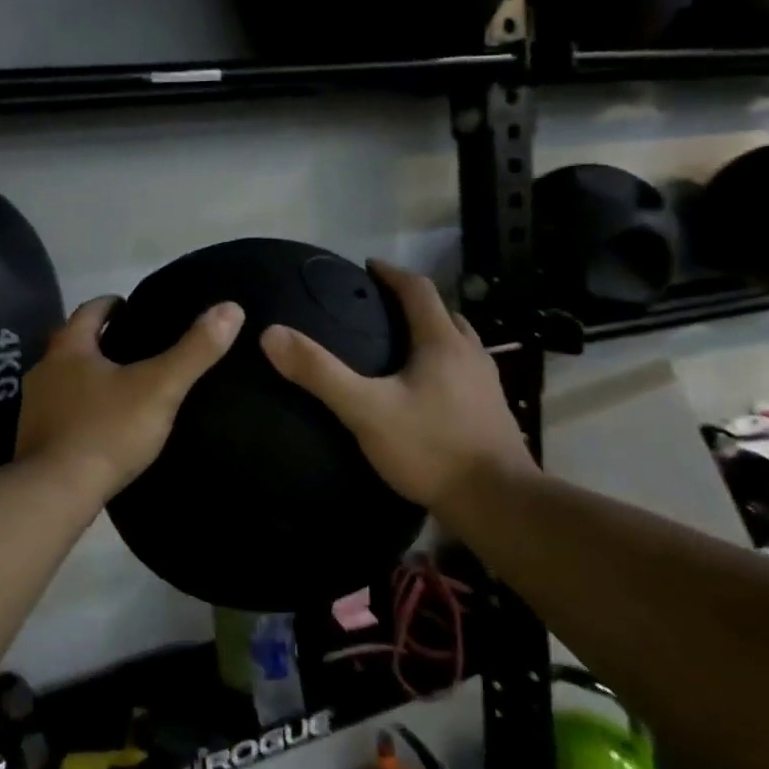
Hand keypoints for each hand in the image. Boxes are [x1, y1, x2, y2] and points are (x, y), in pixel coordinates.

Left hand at [17, 296, 244, 500]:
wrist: (56, 492)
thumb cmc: (107, 431)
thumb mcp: (160, 388)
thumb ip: (195, 350)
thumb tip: (231, 309)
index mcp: (68, 349)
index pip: (89, 311)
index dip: (112, 305)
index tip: (131, 307)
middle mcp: (45, 370)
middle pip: (73, 344)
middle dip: (99, 340)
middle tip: (133, 345)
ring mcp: (34, 407)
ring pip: (64, 379)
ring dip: (88, 376)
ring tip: (122, 384)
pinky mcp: (34, 439)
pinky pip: (62, 412)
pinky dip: (81, 408)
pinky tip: (102, 423)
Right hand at [259, 261, 533, 510]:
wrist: (496, 502)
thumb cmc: (430, 448)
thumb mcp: (366, 410)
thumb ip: (320, 373)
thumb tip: (271, 334)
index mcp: (442, 342)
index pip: (418, 290)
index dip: (392, 273)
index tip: (368, 266)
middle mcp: (470, 355)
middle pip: (443, 314)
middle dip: (413, 303)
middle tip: (381, 308)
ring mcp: (486, 385)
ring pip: (458, 344)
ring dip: (432, 334)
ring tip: (401, 346)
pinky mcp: (491, 413)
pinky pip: (464, 373)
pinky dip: (442, 366)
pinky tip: (425, 392)